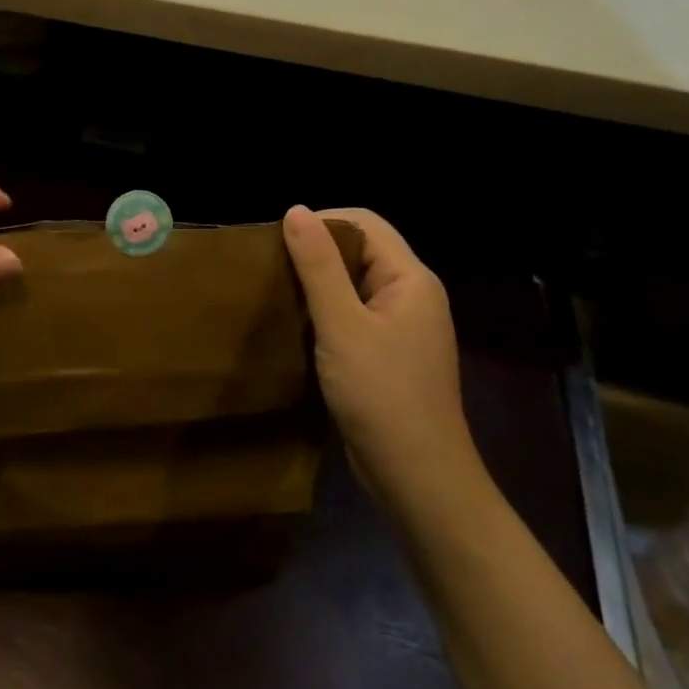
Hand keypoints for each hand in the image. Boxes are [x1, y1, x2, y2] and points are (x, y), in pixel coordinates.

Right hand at [282, 206, 472, 478]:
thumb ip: (318, 266)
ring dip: (318, 284)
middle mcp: (412, 295)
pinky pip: (355, 315)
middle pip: (361, 251)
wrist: (417, 477)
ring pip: (355, 285)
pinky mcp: (390, 354)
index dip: (321, 222)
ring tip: (277, 293)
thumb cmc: (381, 395)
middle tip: (270, 267)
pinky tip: (297, 326)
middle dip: (316, 253)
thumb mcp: (341, 325)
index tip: (277, 241)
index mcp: (410, 279)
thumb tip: (295, 210)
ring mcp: (403, 328)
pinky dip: (326, 313)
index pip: (365, 224)